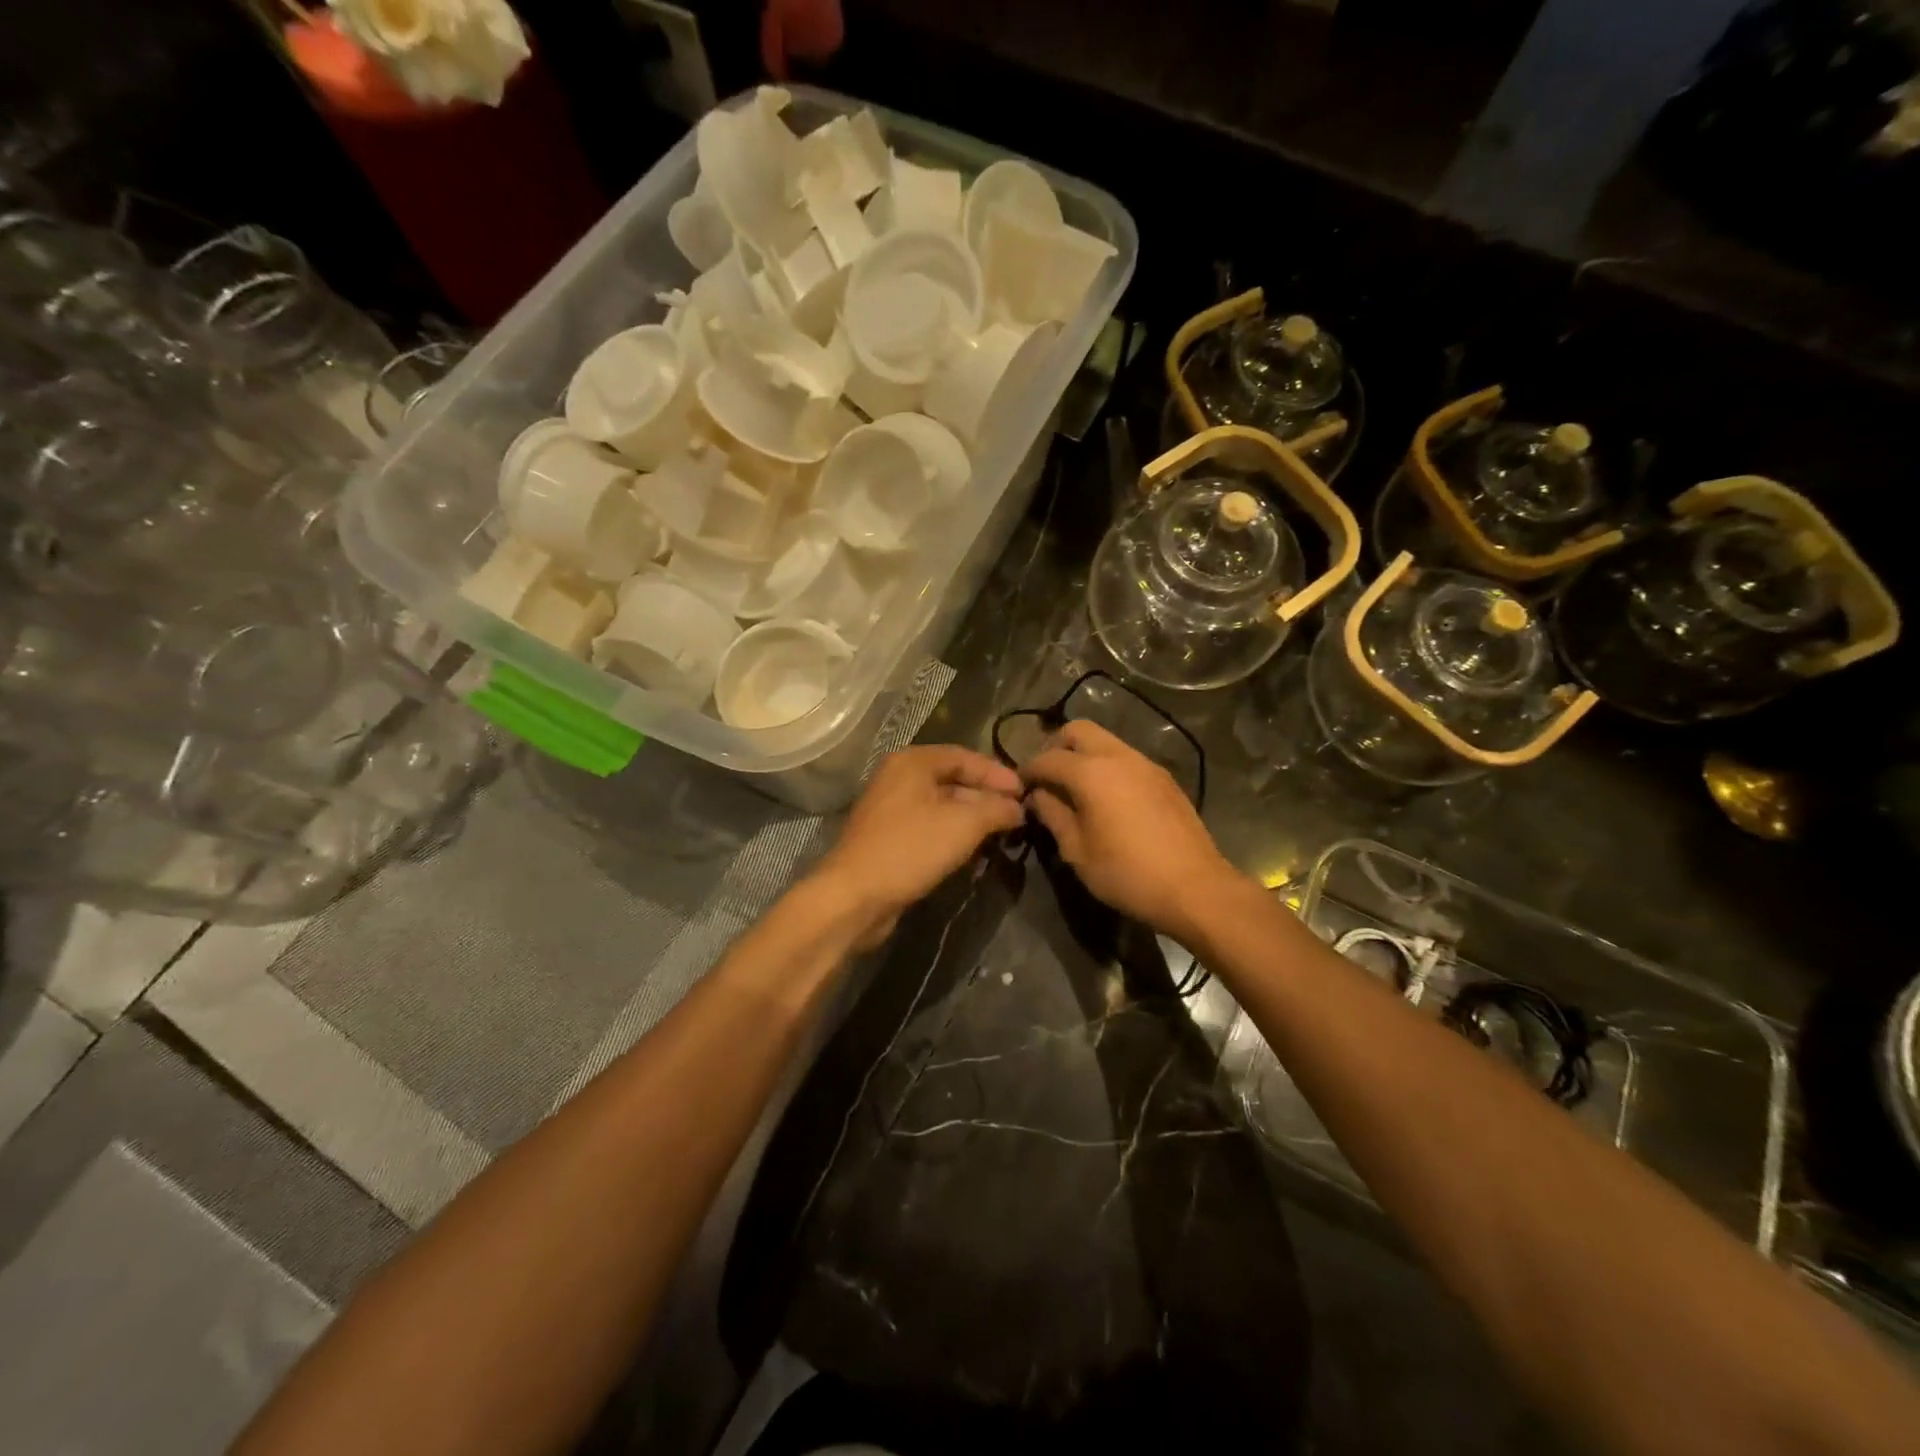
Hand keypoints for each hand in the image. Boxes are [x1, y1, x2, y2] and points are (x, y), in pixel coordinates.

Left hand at [806, 745, 1023, 946]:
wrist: (855, 896)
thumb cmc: (911, 848)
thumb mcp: (964, 824)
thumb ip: (996, 809)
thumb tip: (1018, 808)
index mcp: (913, 762)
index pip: (965, 756)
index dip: (997, 773)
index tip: (1026, 793)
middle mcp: (898, 778)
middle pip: (953, 780)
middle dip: (986, 797)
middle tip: (1017, 815)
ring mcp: (890, 809)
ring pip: (942, 806)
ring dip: (972, 818)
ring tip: (1001, 834)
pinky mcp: (888, 838)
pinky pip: (929, 827)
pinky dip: (953, 835)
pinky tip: (973, 851)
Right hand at [1022, 720, 1243, 939]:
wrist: (1195, 888)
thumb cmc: (1127, 873)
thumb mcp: (1077, 851)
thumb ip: (1053, 815)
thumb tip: (1038, 796)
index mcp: (1092, 772)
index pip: (1048, 758)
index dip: (1028, 770)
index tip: (1019, 786)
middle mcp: (1119, 756)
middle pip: (1078, 730)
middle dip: (1056, 747)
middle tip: (1048, 777)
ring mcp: (1146, 764)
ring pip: (1106, 741)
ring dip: (1084, 755)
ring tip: (1075, 789)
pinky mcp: (1165, 778)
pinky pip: (1126, 758)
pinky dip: (1108, 766)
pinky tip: (1107, 798)